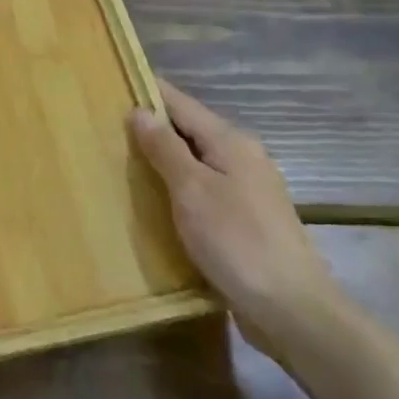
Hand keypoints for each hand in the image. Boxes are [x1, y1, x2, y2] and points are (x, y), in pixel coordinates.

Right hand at [130, 77, 341, 359]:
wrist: (293, 311)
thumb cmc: (237, 241)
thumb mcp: (191, 190)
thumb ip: (164, 148)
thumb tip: (139, 111)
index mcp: (230, 141)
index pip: (180, 102)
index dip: (147, 92)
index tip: (110, 87)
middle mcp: (242, 156)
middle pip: (189, 130)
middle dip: (151, 127)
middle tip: (105, 129)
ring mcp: (248, 189)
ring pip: (196, 161)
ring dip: (163, 160)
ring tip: (122, 163)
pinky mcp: (246, 219)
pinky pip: (203, 189)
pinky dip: (178, 188)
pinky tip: (156, 202)